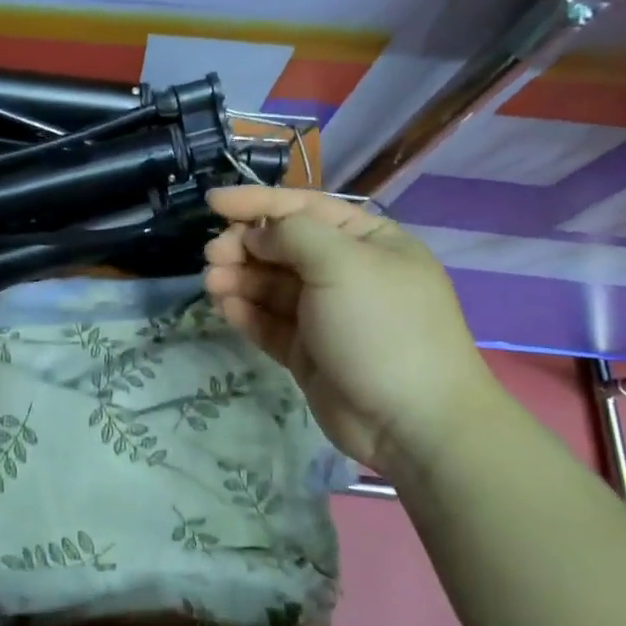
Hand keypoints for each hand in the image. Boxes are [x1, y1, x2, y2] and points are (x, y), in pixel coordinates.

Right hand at [202, 186, 500, 474]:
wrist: (413, 423)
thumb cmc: (382, 327)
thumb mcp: (342, 263)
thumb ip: (292, 235)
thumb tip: (256, 236)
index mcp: (367, 241)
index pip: (303, 208)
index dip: (256, 202)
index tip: (212, 202)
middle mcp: (346, 273)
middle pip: (282, 247)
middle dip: (243, 247)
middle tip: (212, 256)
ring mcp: (326, 315)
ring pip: (270, 286)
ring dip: (238, 279)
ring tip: (212, 284)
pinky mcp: (308, 352)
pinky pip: (270, 322)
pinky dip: (245, 312)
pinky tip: (223, 308)